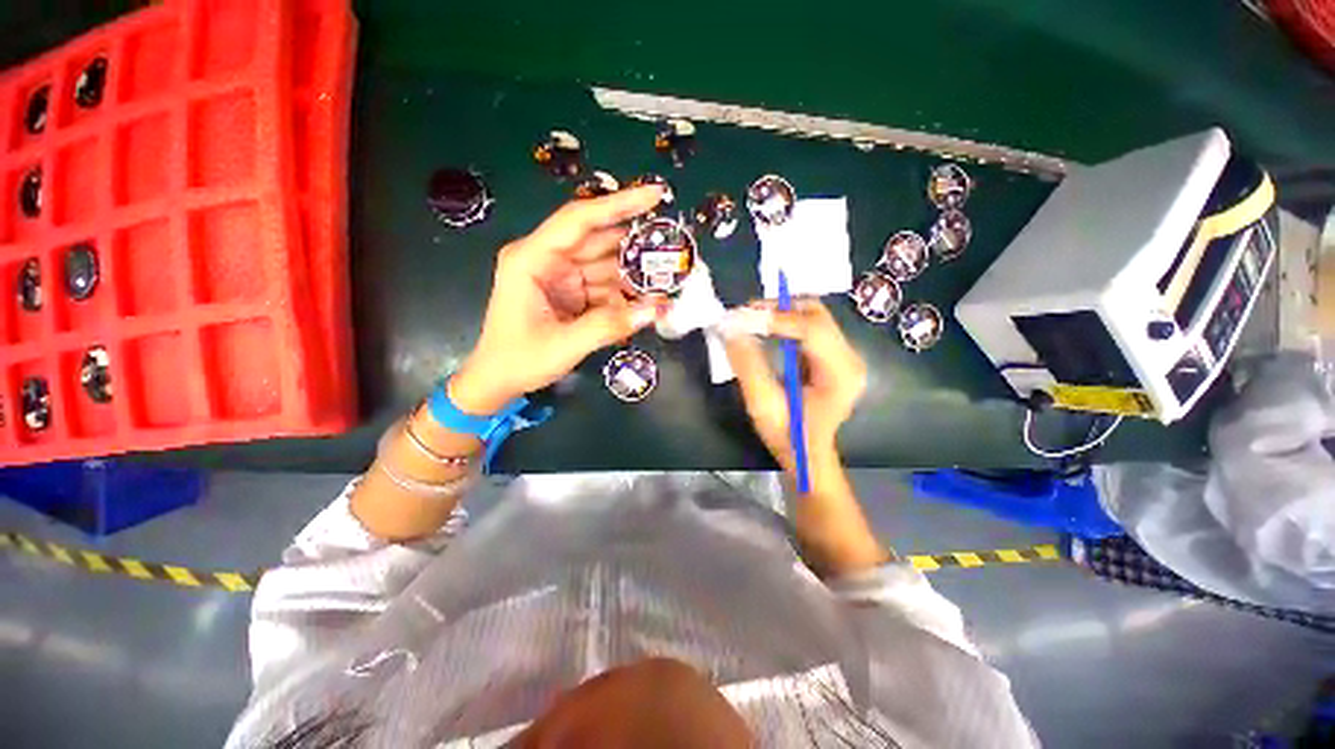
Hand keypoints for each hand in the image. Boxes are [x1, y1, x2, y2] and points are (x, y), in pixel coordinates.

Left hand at [451, 187, 665, 413]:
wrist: (497, 381)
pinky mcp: (570, 293)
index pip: (579, 220)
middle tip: (673, 249)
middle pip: (599, 242)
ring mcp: (560, 276)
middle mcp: (547, 260)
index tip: (655, 195)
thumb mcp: (564, 346)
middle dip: (635, 248)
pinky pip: (604, 287)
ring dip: (634, 276)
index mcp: (532, 259)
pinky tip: (646, 303)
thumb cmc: (519, 360)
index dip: (618, 205)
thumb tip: (655, 310)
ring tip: (667, 282)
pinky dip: (625, 296)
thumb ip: (609, 326)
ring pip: (606, 267)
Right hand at [723, 300, 866, 473]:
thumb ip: (749, 367)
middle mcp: (850, 358)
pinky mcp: (834, 354)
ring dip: (781, 311)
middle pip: (817, 314)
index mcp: (840, 374)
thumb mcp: (763, 405)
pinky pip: (811, 325)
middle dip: (779, 308)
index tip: (742, 317)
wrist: (808, 454)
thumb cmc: (789, 436)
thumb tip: (731, 329)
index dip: (777, 318)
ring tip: (751, 318)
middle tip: (745, 314)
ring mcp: (845, 355)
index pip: (813, 330)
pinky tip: (766, 327)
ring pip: (814, 314)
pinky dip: (786, 320)